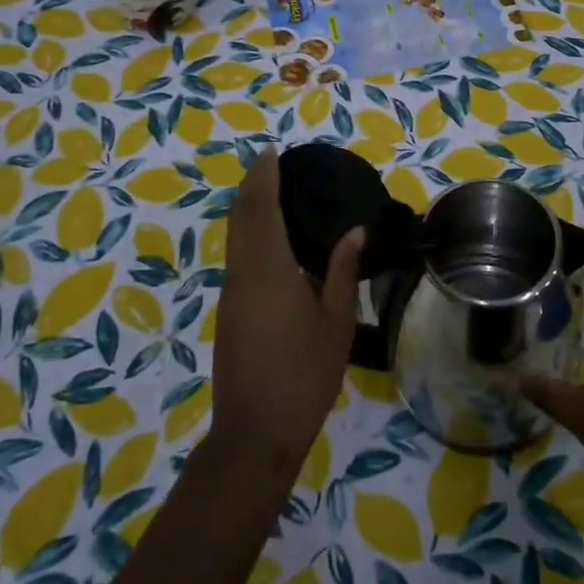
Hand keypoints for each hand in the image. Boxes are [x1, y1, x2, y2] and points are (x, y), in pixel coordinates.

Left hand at [209, 147, 363, 488]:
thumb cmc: (304, 375)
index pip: (261, 207)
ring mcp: (230, 292)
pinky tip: (272, 239)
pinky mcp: (228, 310)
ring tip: (275, 193)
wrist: (255, 431)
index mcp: (269, 269)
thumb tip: (355, 231)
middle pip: (240, 215)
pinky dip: (249, 233)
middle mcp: (242, 272)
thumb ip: (341, 271)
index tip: (273, 152)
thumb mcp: (336, 322)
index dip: (264, 176)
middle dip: (252, 185)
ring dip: (248, 208)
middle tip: (274, 164)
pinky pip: (236, 255)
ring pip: (234, 236)